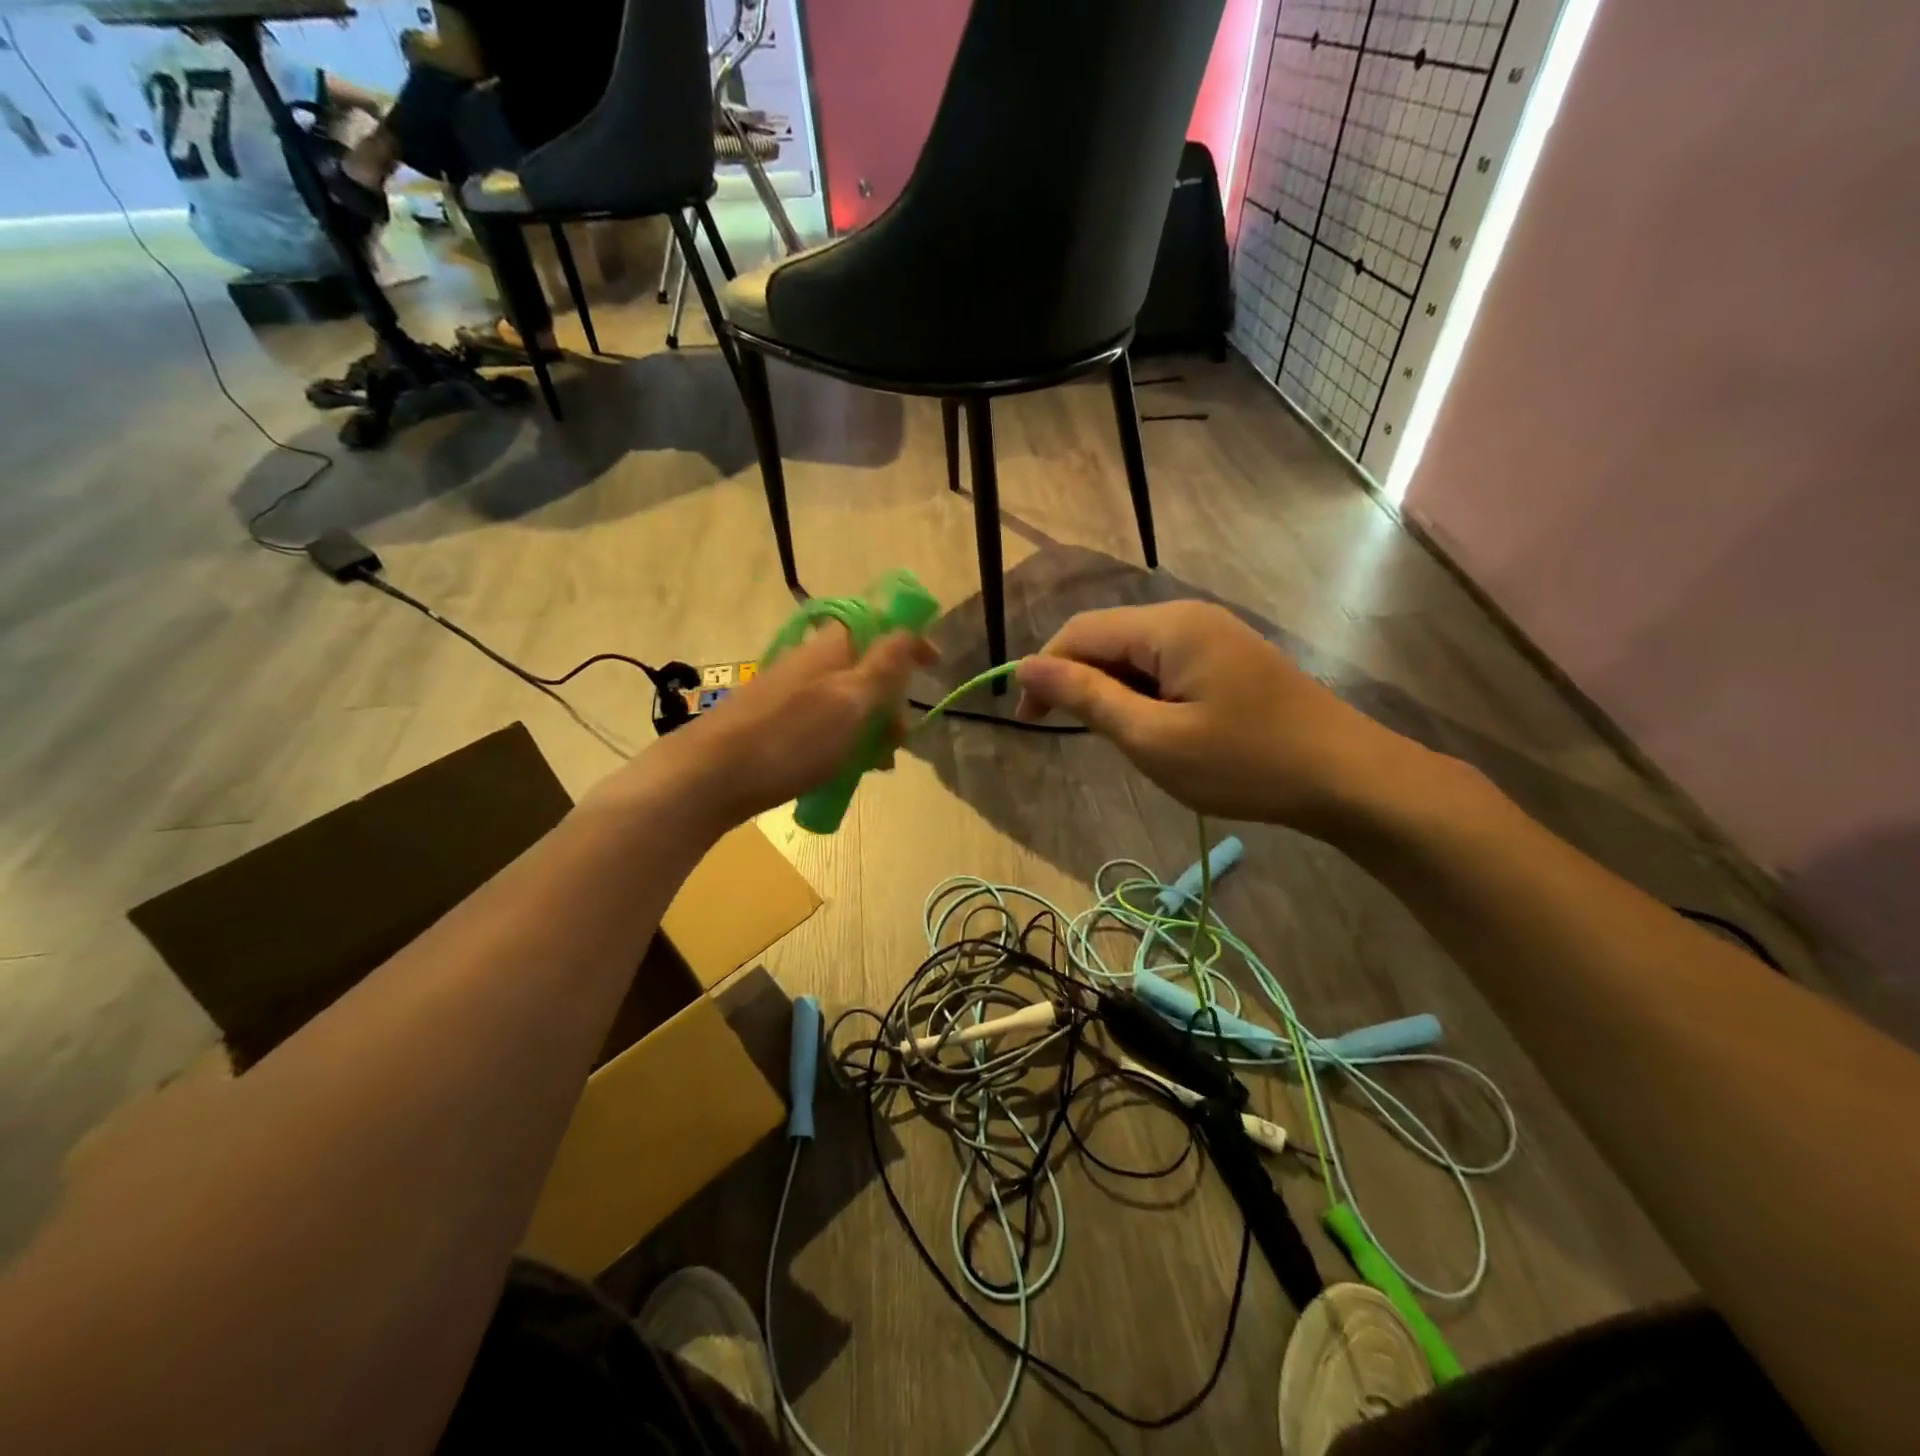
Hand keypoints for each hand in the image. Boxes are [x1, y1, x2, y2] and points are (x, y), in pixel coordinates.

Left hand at [634, 625, 933, 829]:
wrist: (709, 778)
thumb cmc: (790, 738)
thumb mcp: (850, 700)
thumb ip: (884, 665)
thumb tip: (909, 628)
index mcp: (831, 647)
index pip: (879, 625)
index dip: (910, 640)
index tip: (936, 665)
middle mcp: (812, 663)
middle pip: (867, 669)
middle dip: (891, 701)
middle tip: (897, 739)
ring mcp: (792, 694)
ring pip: (848, 703)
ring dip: (871, 729)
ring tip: (876, 765)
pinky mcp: (778, 725)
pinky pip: (826, 727)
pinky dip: (844, 744)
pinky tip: (847, 772)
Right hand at [1014, 602, 1423, 831]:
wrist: (1346, 778)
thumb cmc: (1245, 763)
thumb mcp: (1153, 738)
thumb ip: (1087, 698)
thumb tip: (1025, 667)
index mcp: (1168, 626)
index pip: (1080, 632)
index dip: (1044, 671)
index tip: (1027, 721)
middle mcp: (1187, 617)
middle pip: (1107, 638)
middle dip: (1077, 681)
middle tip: (1070, 736)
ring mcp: (1212, 635)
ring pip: (1134, 655)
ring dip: (1111, 692)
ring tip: (1117, 740)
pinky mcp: (1227, 659)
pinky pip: (1164, 666)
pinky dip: (1142, 695)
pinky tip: (1154, 729)